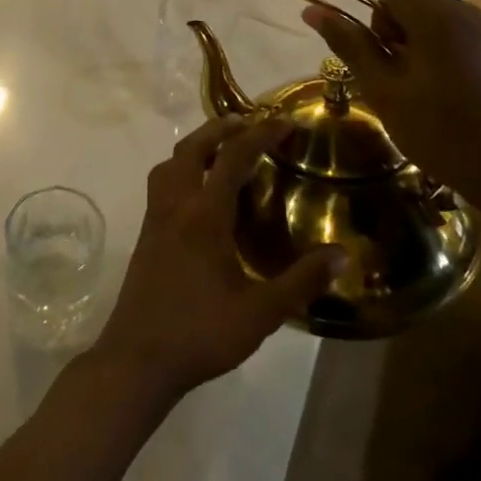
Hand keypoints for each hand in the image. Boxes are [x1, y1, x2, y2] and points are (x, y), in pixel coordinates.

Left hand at [89, 115, 346, 406]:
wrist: (138, 358)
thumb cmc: (201, 333)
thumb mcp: (261, 313)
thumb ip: (301, 281)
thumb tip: (342, 255)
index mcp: (203, 215)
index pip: (232, 158)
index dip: (260, 135)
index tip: (285, 122)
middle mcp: (175, 206)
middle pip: (191, 148)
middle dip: (220, 129)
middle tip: (250, 124)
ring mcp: (155, 219)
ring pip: (169, 163)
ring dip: (195, 146)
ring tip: (222, 149)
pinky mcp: (146, 234)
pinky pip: (162, 184)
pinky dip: (181, 169)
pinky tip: (200, 193)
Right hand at [302, 0, 480, 210]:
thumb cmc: (445, 135)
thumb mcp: (385, 92)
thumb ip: (349, 45)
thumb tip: (313, 10)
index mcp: (435, 15)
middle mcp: (457, 10)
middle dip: (371, 21)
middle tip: (370, 71)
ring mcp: (471, 28)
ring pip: (411, 13)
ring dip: (389, 40)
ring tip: (394, 89)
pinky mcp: (477, 47)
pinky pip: (429, 30)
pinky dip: (408, 50)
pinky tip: (412, 90)